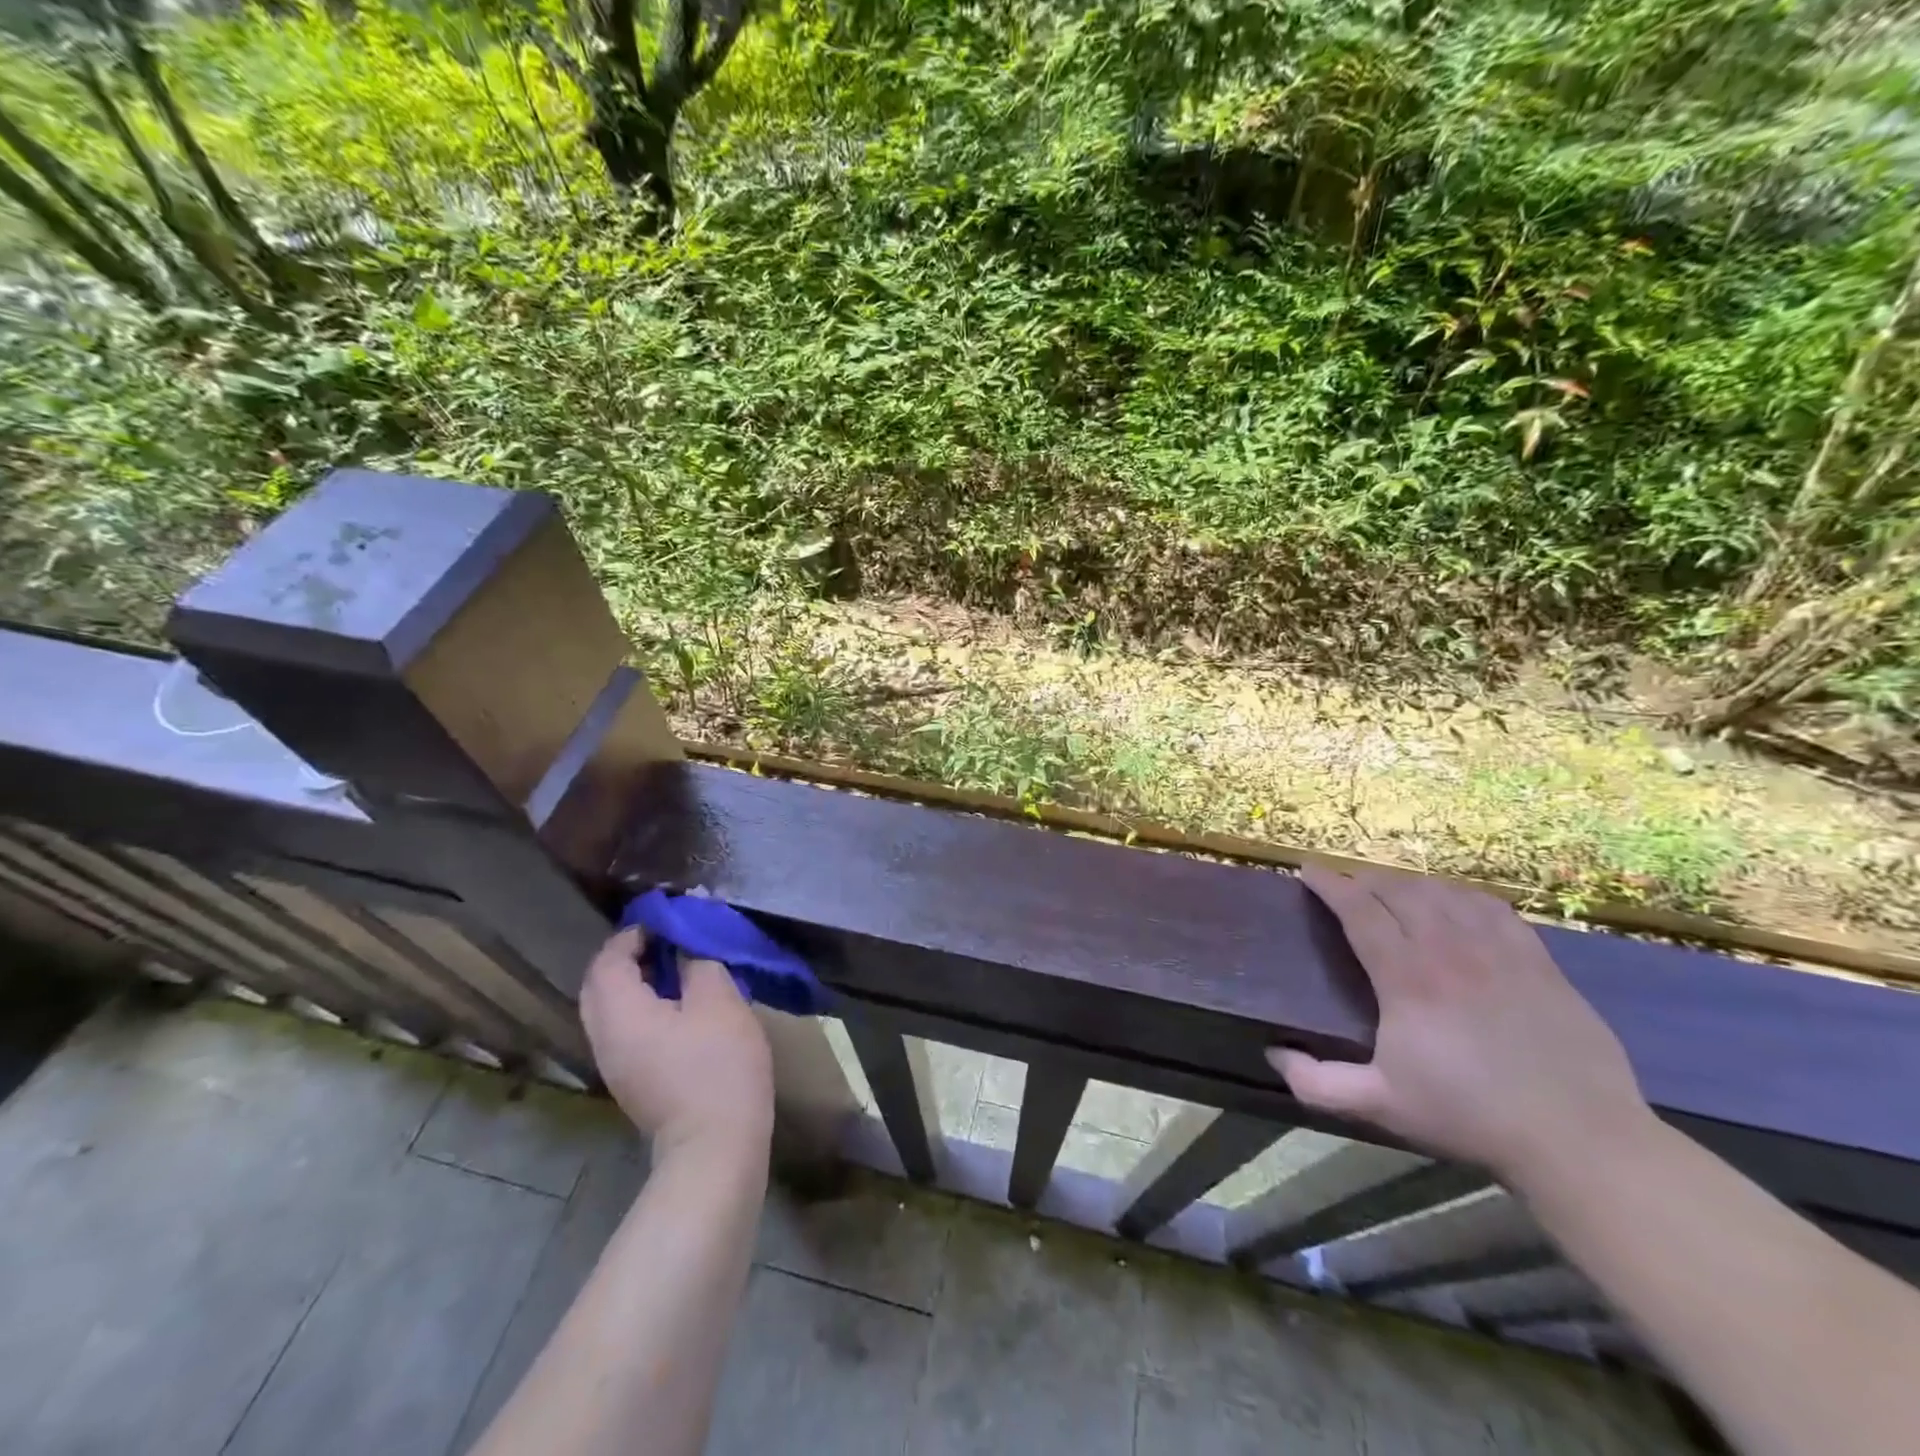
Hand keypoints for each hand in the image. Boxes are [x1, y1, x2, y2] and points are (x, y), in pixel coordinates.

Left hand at [580, 928, 774, 1158]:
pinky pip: (623, 1029)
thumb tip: (685, 950)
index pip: (608, 960)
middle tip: (668, 942)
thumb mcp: (719, 1001)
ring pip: (609, 1009)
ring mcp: (615, 1064)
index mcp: (620, 1013)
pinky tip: (678, 1006)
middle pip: (599, 985)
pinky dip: (641, 1007)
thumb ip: (698, 964)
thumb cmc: (718, 1067)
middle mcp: (605, 1037)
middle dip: (627, 957)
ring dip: (635, 982)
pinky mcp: (632, 1081)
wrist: (715, 1147)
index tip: (668, 922)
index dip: (634, 934)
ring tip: (677, 969)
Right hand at [1268, 866, 1656, 1188]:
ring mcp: (1499, 951)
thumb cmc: (1469, 1116)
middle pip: (1399, 891)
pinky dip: (1462, 896)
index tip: (1308, 871)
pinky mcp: (1539, 962)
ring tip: (1394, 891)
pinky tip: (1455, 903)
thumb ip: (1317, 1083)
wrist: (1578, 1139)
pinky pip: (1493, 908)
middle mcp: (1449, 950)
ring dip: (1410, 884)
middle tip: (1347, 885)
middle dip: (1365, 879)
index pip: (1359, 910)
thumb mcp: (1381, 1105)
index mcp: (1407, 977)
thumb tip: (1273, 1053)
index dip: (1330, 885)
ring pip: (1444, 893)